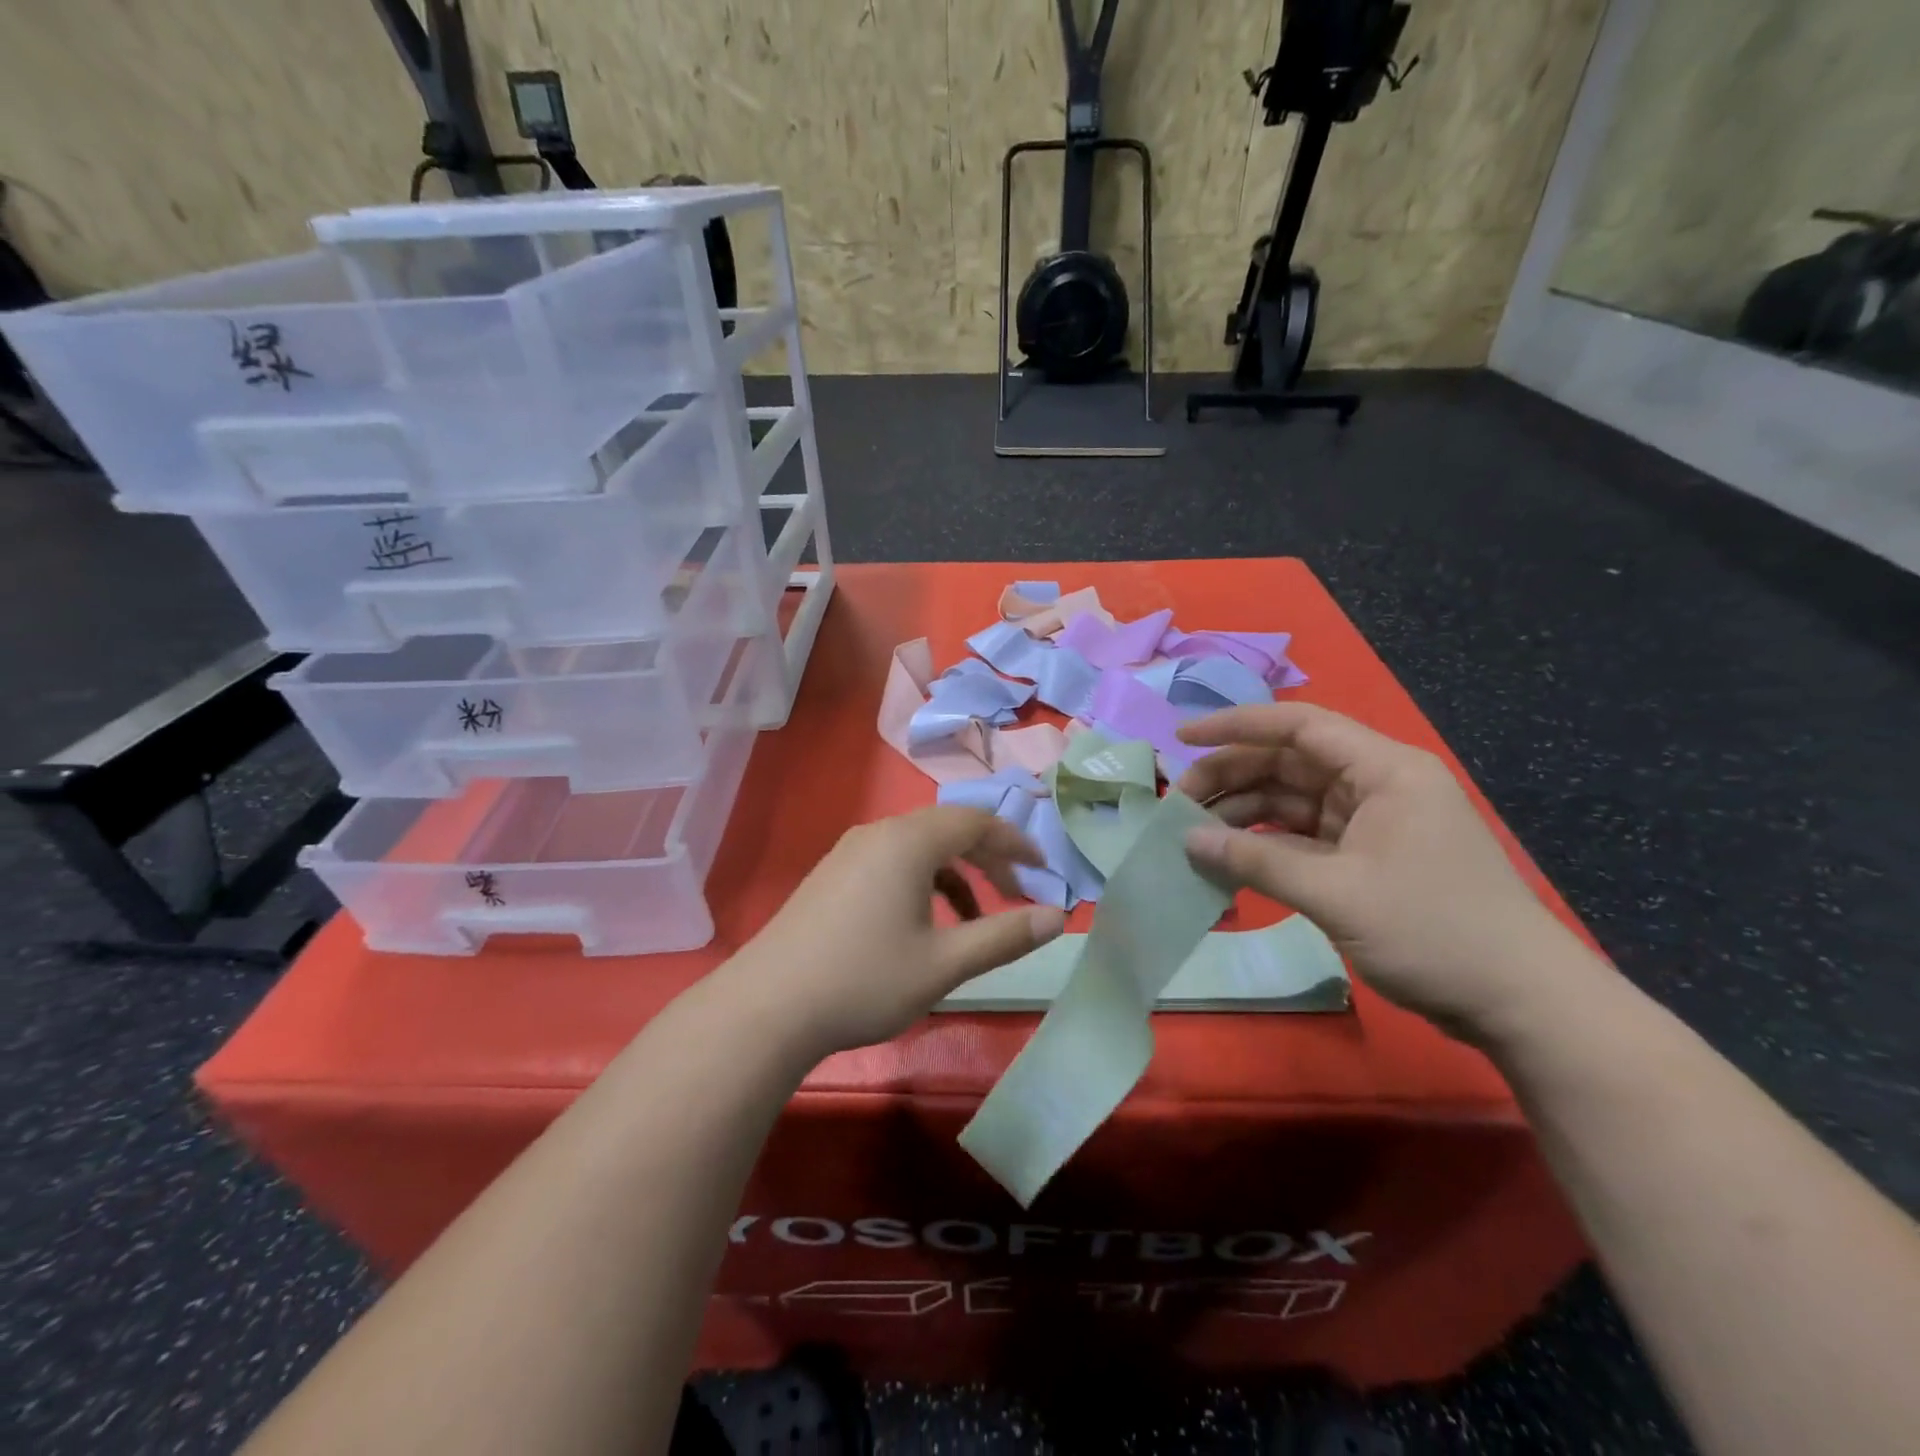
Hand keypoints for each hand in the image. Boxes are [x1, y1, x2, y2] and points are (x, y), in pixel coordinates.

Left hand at [733, 806, 1066, 1057]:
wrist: (768, 1008)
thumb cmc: (864, 980)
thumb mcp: (944, 963)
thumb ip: (1004, 936)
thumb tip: (1058, 917)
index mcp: (908, 841)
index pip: (976, 822)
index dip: (1015, 842)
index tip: (1043, 869)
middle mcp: (878, 833)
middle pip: (947, 829)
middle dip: (987, 857)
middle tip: (1015, 894)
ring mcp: (849, 852)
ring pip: (917, 847)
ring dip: (954, 874)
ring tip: (973, 919)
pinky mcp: (831, 874)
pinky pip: (891, 862)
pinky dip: (921, 882)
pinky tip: (922, 925)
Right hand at [1176, 702, 1592, 1040]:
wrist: (1520, 1002)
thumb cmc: (1433, 931)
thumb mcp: (1335, 893)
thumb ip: (1256, 861)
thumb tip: (1189, 840)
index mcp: (1384, 770)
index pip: (1299, 727)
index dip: (1236, 725)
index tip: (1183, 737)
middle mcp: (1377, 785)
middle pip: (1289, 763)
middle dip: (1232, 776)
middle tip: (1180, 802)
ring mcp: (1373, 823)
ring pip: (1292, 800)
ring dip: (1244, 813)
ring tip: (1194, 833)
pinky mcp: (1367, 858)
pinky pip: (1303, 837)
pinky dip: (1266, 845)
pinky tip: (1229, 858)